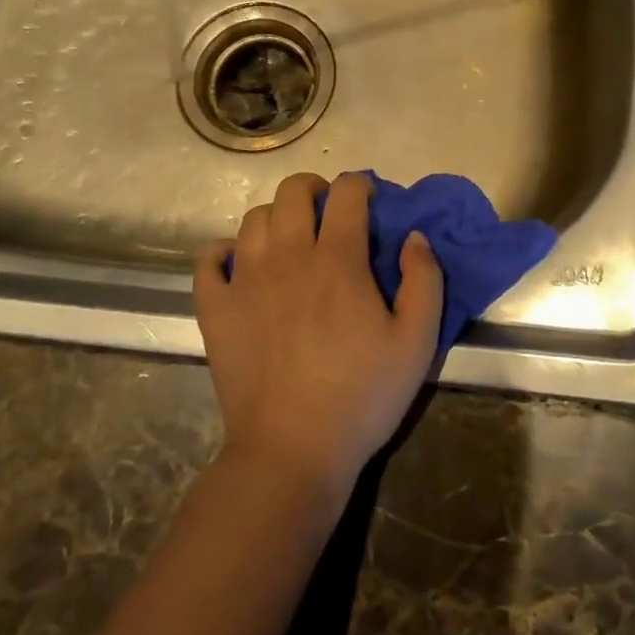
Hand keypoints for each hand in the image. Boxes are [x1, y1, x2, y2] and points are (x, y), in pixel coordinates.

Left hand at [194, 172, 444, 499]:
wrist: (293, 450)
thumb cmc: (362, 396)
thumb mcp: (417, 342)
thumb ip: (424, 280)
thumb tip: (414, 236)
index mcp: (338, 259)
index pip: (347, 193)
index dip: (361, 184)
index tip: (370, 199)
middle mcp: (288, 256)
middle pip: (292, 192)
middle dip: (315, 189)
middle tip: (328, 213)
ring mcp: (245, 280)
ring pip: (252, 218)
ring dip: (275, 217)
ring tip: (289, 240)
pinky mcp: (216, 308)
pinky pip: (209, 259)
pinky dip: (223, 251)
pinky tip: (239, 264)